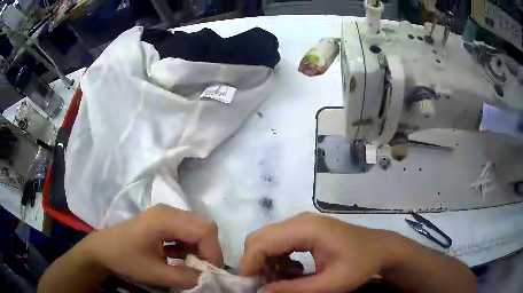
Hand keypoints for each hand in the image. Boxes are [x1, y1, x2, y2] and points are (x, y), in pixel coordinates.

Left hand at [42, 204, 222, 290]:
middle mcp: (167, 212)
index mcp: (165, 217)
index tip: (211, 275)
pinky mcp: (159, 226)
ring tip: (189, 272)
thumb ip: (186, 278)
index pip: (206, 230)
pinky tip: (179, 263)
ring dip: (198, 253)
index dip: (214, 253)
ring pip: (194, 233)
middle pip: (203, 229)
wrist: (98, 251)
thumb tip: (210, 281)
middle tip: (202, 275)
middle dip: (208, 253)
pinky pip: (184, 237)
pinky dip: (188, 251)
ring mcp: (163, 218)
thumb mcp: (156, 272)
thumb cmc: (121, 258)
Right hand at [240, 212, 391, 291]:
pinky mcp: (305, 229)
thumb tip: (260, 292)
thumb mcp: (331, 284)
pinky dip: (277, 259)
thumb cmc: (361, 264)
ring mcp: (302, 223)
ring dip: (266, 262)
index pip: (262, 243)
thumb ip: (294, 290)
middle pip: (260, 238)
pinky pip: (279, 242)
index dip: (250, 265)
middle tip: (263, 286)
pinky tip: (292, 272)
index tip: (250, 288)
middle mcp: (299, 220)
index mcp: (306, 229)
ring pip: (267, 240)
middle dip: (255, 264)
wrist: (381, 248)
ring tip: (280, 282)